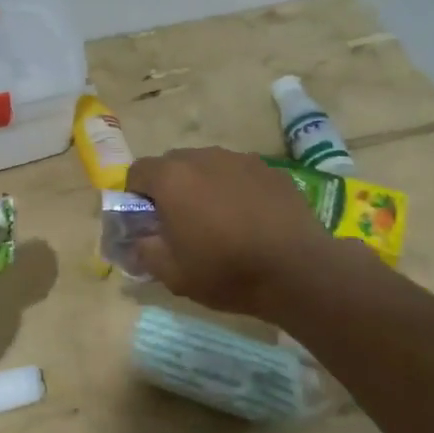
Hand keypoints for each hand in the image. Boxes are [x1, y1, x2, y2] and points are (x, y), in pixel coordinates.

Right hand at [124, 147, 337, 316]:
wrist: (297, 270)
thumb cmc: (227, 271)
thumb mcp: (173, 274)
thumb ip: (145, 250)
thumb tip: (138, 239)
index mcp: (173, 179)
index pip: (138, 171)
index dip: (135, 195)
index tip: (146, 221)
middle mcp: (204, 158)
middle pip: (173, 163)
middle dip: (169, 188)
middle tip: (180, 222)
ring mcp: (240, 159)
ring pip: (208, 165)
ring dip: (203, 186)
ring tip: (218, 220)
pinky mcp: (271, 169)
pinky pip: (239, 173)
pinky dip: (235, 189)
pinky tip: (249, 218)